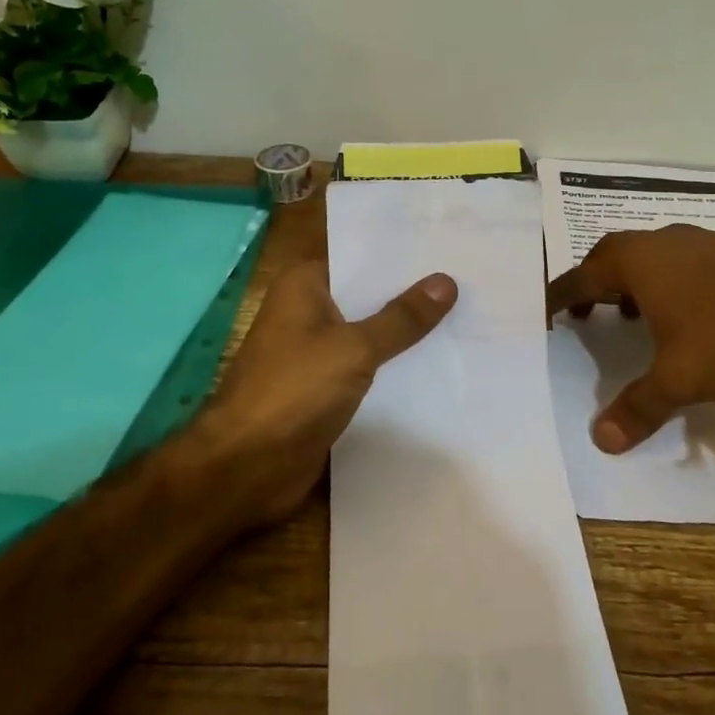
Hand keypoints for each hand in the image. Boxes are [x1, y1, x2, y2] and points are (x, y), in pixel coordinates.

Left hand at [184, 261, 456, 526]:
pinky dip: (393, 365)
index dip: (402, 255)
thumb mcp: (355, 348)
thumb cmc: (294, 391)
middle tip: (469, 280)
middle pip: (367, 295)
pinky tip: (437, 363)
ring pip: (369, 332)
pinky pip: (365, 367)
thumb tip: (445, 281)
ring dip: (405, 332)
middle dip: (411, 294)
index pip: (360, 258)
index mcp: (303, 285)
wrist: (245, 466)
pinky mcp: (323, 388)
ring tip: (465, 317)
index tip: (448, 247)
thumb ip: (401, 318)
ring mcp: (314, 351)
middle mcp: (307, 311)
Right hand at [545, 225, 714, 453]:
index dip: (559, 298)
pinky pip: (678, 260)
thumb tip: (599, 440)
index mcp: (633, 263)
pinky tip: (685, 309)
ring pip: (647, 255)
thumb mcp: (679, 377)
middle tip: (585, 313)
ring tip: (632, 313)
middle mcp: (657, 243)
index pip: (579, 278)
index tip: (546, 314)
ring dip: (631, 281)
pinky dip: (665, 281)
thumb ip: (638, 406)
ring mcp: (695, 240)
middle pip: (609, 257)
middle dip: (593, 284)